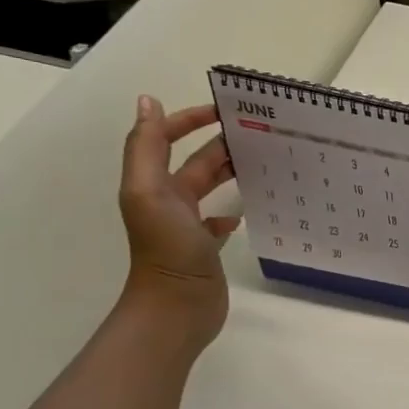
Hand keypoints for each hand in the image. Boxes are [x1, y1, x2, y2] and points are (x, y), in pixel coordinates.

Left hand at [118, 96, 239, 345]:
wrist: (176, 307)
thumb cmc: (167, 248)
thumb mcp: (150, 192)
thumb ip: (148, 147)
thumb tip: (148, 101)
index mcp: (152, 185)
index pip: (166, 140)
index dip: (188, 120)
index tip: (224, 109)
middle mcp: (167, 202)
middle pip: (194, 162)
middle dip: (218, 143)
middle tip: (258, 133)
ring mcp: (186, 227)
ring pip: (208, 188)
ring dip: (228, 172)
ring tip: (261, 162)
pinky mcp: (204, 249)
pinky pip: (218, 222)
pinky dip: (230, 212)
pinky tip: (244, 213)